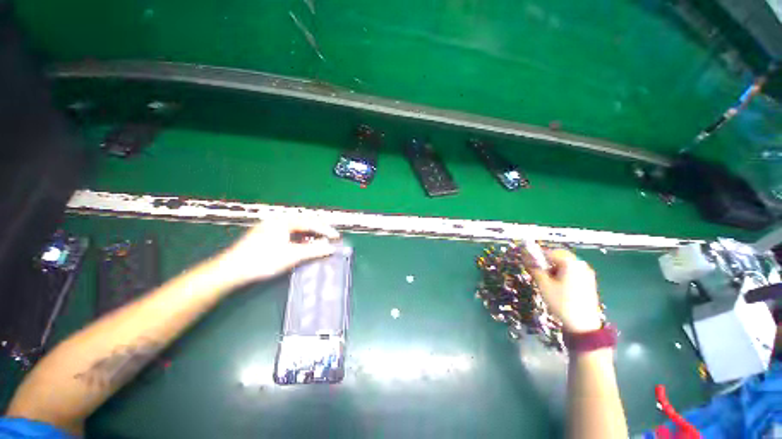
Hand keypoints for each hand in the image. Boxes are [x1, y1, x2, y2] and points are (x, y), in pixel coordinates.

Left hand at [216, 217, 339, 284]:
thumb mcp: (291, 255)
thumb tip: (331, 248)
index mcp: (284, 221)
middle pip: (304, 221)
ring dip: (310, 233)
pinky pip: (289, 231)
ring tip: (321, 239)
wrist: (232, 270)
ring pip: (296, 226)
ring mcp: (270, 226)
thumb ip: (313, 250)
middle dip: (319, 228)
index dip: (325, 229)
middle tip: (331, 235)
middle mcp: (277, 220)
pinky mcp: (266, 234)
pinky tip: (303, 243)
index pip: (310, 222)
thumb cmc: (263, 260)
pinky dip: (300, 236)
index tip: (336, 236)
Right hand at [529, 249, 601, 332]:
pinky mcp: (588, 281)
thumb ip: (534, 268)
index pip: (549, 252)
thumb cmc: (561, 302)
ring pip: (565, 264)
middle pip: (559, 256)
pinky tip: (557, 286)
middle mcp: (581, 264)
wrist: (583, 325)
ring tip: (547, 281)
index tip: (527, 263)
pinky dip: (562, 273)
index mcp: (571, 263)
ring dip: (553, 268)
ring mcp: (586, 273)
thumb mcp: (543, 285)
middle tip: (537, 272)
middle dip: (546, 261)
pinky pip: (572, 271)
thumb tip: (524, 256)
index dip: (536, 256)